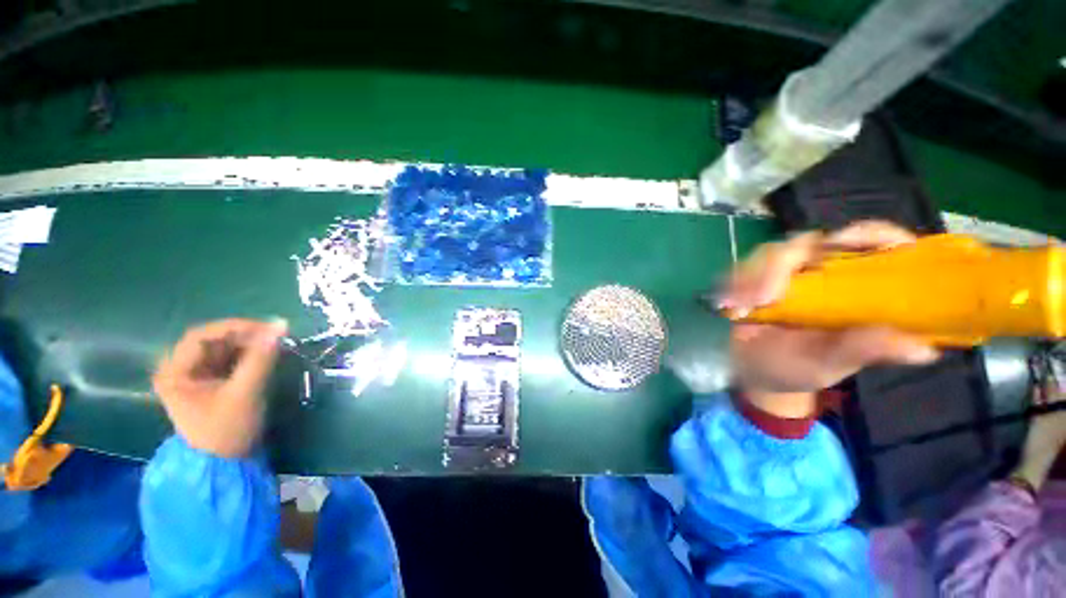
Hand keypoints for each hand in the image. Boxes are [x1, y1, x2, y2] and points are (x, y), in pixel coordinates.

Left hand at [153, 319, 287, 457]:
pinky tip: (265, 357)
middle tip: (275, 337)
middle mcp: (179, 370)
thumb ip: (261, 358)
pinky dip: (248, 355)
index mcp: (174, 372)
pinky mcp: (210, 383)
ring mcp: (194, 377)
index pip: (202, 336)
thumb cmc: (226, 430)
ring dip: (249, 345)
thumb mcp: (244, 393)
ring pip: (223, 349)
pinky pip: (229, 360)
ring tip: (274, 346)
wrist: (223, 465)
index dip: (235, 327)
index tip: (269, 327)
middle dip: (245, 336)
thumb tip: (281, 325)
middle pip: (213, 341)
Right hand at [719, 221, 938, 416]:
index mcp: (856, 289)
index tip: (843, 242)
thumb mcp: (830, 365)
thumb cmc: (796, 370)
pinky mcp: (753, 279)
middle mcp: (821, 273)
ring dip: (751, 277)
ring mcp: (784, 275)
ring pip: (769, 254)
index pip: (875, 244)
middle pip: (808, 243)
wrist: (750, 371)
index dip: (867, 234)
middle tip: (762, 297)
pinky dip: (733, 284)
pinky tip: (728, 305)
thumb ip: (865, 352)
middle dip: (780, 266)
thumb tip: (923, 349)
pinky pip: (741, 269)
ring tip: (738, 308)